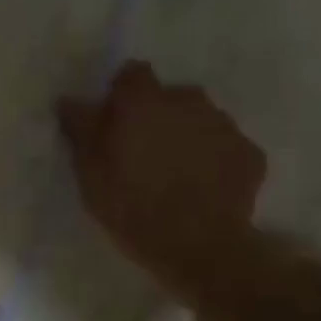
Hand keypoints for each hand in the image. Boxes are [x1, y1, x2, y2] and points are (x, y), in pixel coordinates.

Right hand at [58, 62, 265, 283]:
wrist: (200, 247)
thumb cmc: (131, 208)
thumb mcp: (90, 174)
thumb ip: (82, 130)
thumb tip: (69, 99)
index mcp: (144, 103)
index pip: (132, 74)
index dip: (121, 94)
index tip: (113, 121)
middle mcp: (189, 101)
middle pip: (169, 96)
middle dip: (156, 116)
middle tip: (142, 153)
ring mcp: (225, 126)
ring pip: (200, 119)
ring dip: (185, 135)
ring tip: (173, 173)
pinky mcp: (250, 153)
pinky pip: (224, 147)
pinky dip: (213, 159)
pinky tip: (201, 188)